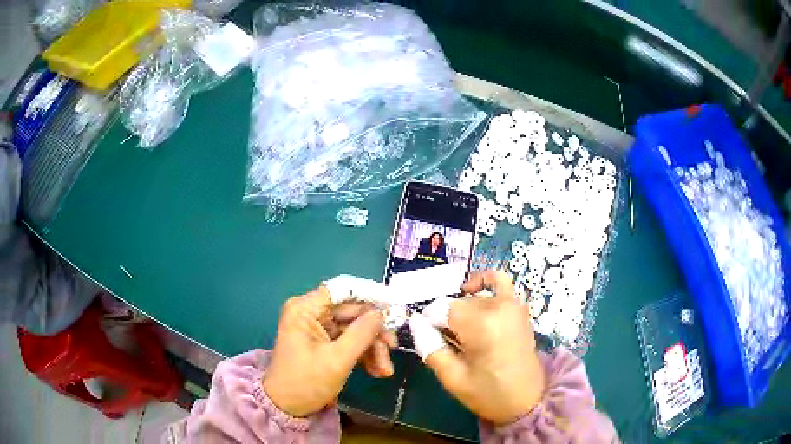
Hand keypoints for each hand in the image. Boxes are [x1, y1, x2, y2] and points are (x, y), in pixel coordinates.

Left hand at [263, 287, 393, 416]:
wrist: (286, 407)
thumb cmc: (306, 382)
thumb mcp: (337, 360)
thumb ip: (361, 334)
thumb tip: (381, 314)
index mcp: (305, 309)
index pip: (342, 291)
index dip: (369, 297)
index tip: (394, 309)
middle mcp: (311, 313)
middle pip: (352, 313)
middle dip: (374, 333)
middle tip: (393, 349)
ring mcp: (318, 328)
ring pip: (355, 329)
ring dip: (372, 348)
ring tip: (385, 371)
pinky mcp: (324, 343)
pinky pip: (350, 341)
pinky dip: (364, 354)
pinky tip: (376, 371)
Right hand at [414, 270, 545, 424]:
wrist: (527, 400)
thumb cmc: (488, 393)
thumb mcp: (452, 378)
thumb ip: (430, 348)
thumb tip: (415, 322)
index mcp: (480, 325)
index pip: (441, 310)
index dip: (430, 324)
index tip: (430, 340)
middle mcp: (496, 307)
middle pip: (456, 304)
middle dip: (446, 321)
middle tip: (448, 344)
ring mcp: (511, 303)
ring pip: (472, 298)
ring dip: (462, 311)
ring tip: (461, 332)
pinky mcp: (518, 307)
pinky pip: (499, 280)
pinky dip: (483, 280)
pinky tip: (471, 291)